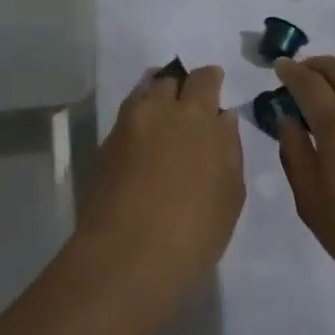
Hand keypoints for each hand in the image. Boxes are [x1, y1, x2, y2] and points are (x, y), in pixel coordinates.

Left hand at [78, 64, 245, 295]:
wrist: (128, 256)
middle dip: (182, 86)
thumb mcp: (230, 192)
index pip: (204, 78)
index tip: (216, 85)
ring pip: (144, 93)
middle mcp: (159, 110)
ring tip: (165, 115)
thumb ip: (229, 147)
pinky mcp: (105, 146)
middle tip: (190, 104)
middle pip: (170, 80)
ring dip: (157, 96)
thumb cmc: (195, 230)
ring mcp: (127, 126)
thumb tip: (223, 118)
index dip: (211, 78)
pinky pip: (127, 117)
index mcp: (197, 116)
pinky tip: (146, 138)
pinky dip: (139, 118)